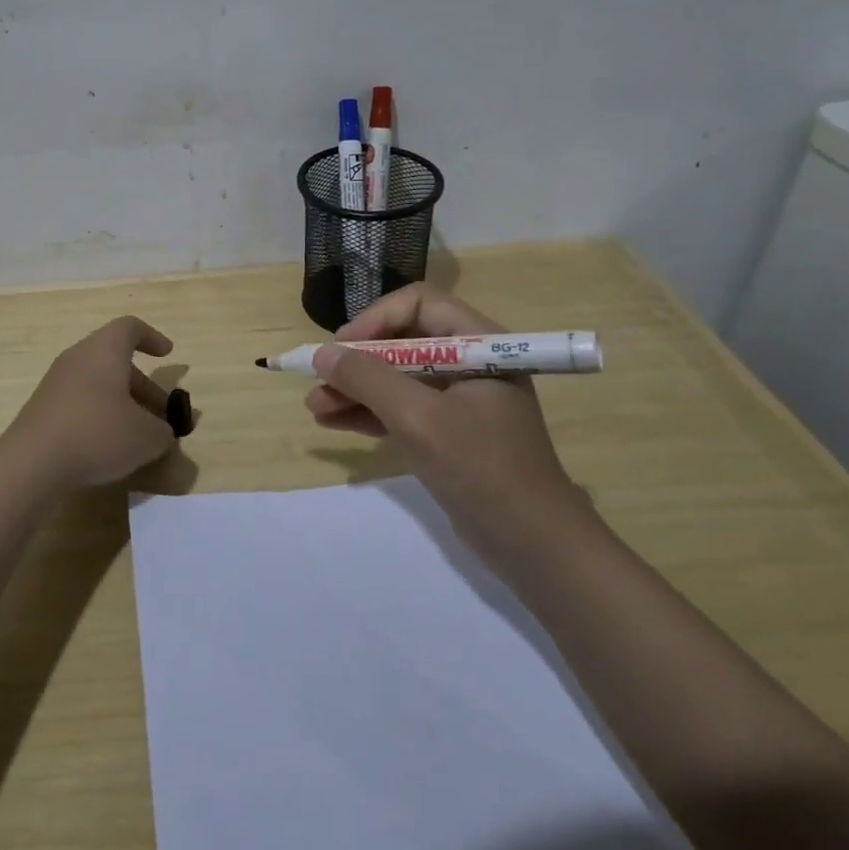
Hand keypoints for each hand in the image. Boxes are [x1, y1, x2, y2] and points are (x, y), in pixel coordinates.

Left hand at [1, 316, 177, 488]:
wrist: (31, 463)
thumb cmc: (97, 434)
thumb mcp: (146, 437)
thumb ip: (164, 432)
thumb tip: (163, 433)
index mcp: (104, 350)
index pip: (130, 328)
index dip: (152, 337)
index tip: (167, 354)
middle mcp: (78, 358)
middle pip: (115, 360)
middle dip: (143, 385)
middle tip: (161, 414)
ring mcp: (56, 383)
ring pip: (97, 382)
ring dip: (122, 402)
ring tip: (138, 434)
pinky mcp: (42, 408)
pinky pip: (79, 401)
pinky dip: (99, 415)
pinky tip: (107, 445)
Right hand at [304, 284, 581, 517]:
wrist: (534, 545)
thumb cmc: (481, 468)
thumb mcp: (419, 419)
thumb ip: (369, 379)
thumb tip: (322, 353)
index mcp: (479, 343)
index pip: (419, 304)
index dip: (376, 319)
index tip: (342, 348)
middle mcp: (470, 361)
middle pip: (402, 340)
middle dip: (358, 360)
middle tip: (320, 379)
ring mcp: (459, 399)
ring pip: (397, 377)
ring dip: (356, 388)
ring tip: (315, 407)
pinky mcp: (448, 432)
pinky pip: (402, 408)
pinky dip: (369, 412)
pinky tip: (333, 421)